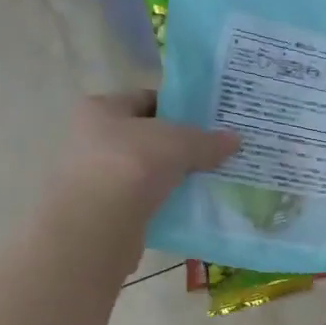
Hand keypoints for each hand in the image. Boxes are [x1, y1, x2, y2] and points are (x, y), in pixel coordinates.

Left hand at [53, 90, 238, 218]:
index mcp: (100, 109)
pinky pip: (141, 201)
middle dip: (177, 146)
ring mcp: (94, 178)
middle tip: (211, 153)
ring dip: (170, 177)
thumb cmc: (132, 165)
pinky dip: (162, 204)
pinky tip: (188, 208)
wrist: (98, 225)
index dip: (178, 108)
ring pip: (145, 172)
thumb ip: (206, 140)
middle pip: (145, 138)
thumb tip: (235, 139)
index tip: (206, 122)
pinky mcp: (102, 212)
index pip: (145, 99)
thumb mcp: (178, 143)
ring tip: (204, 182)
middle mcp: (90, 139)